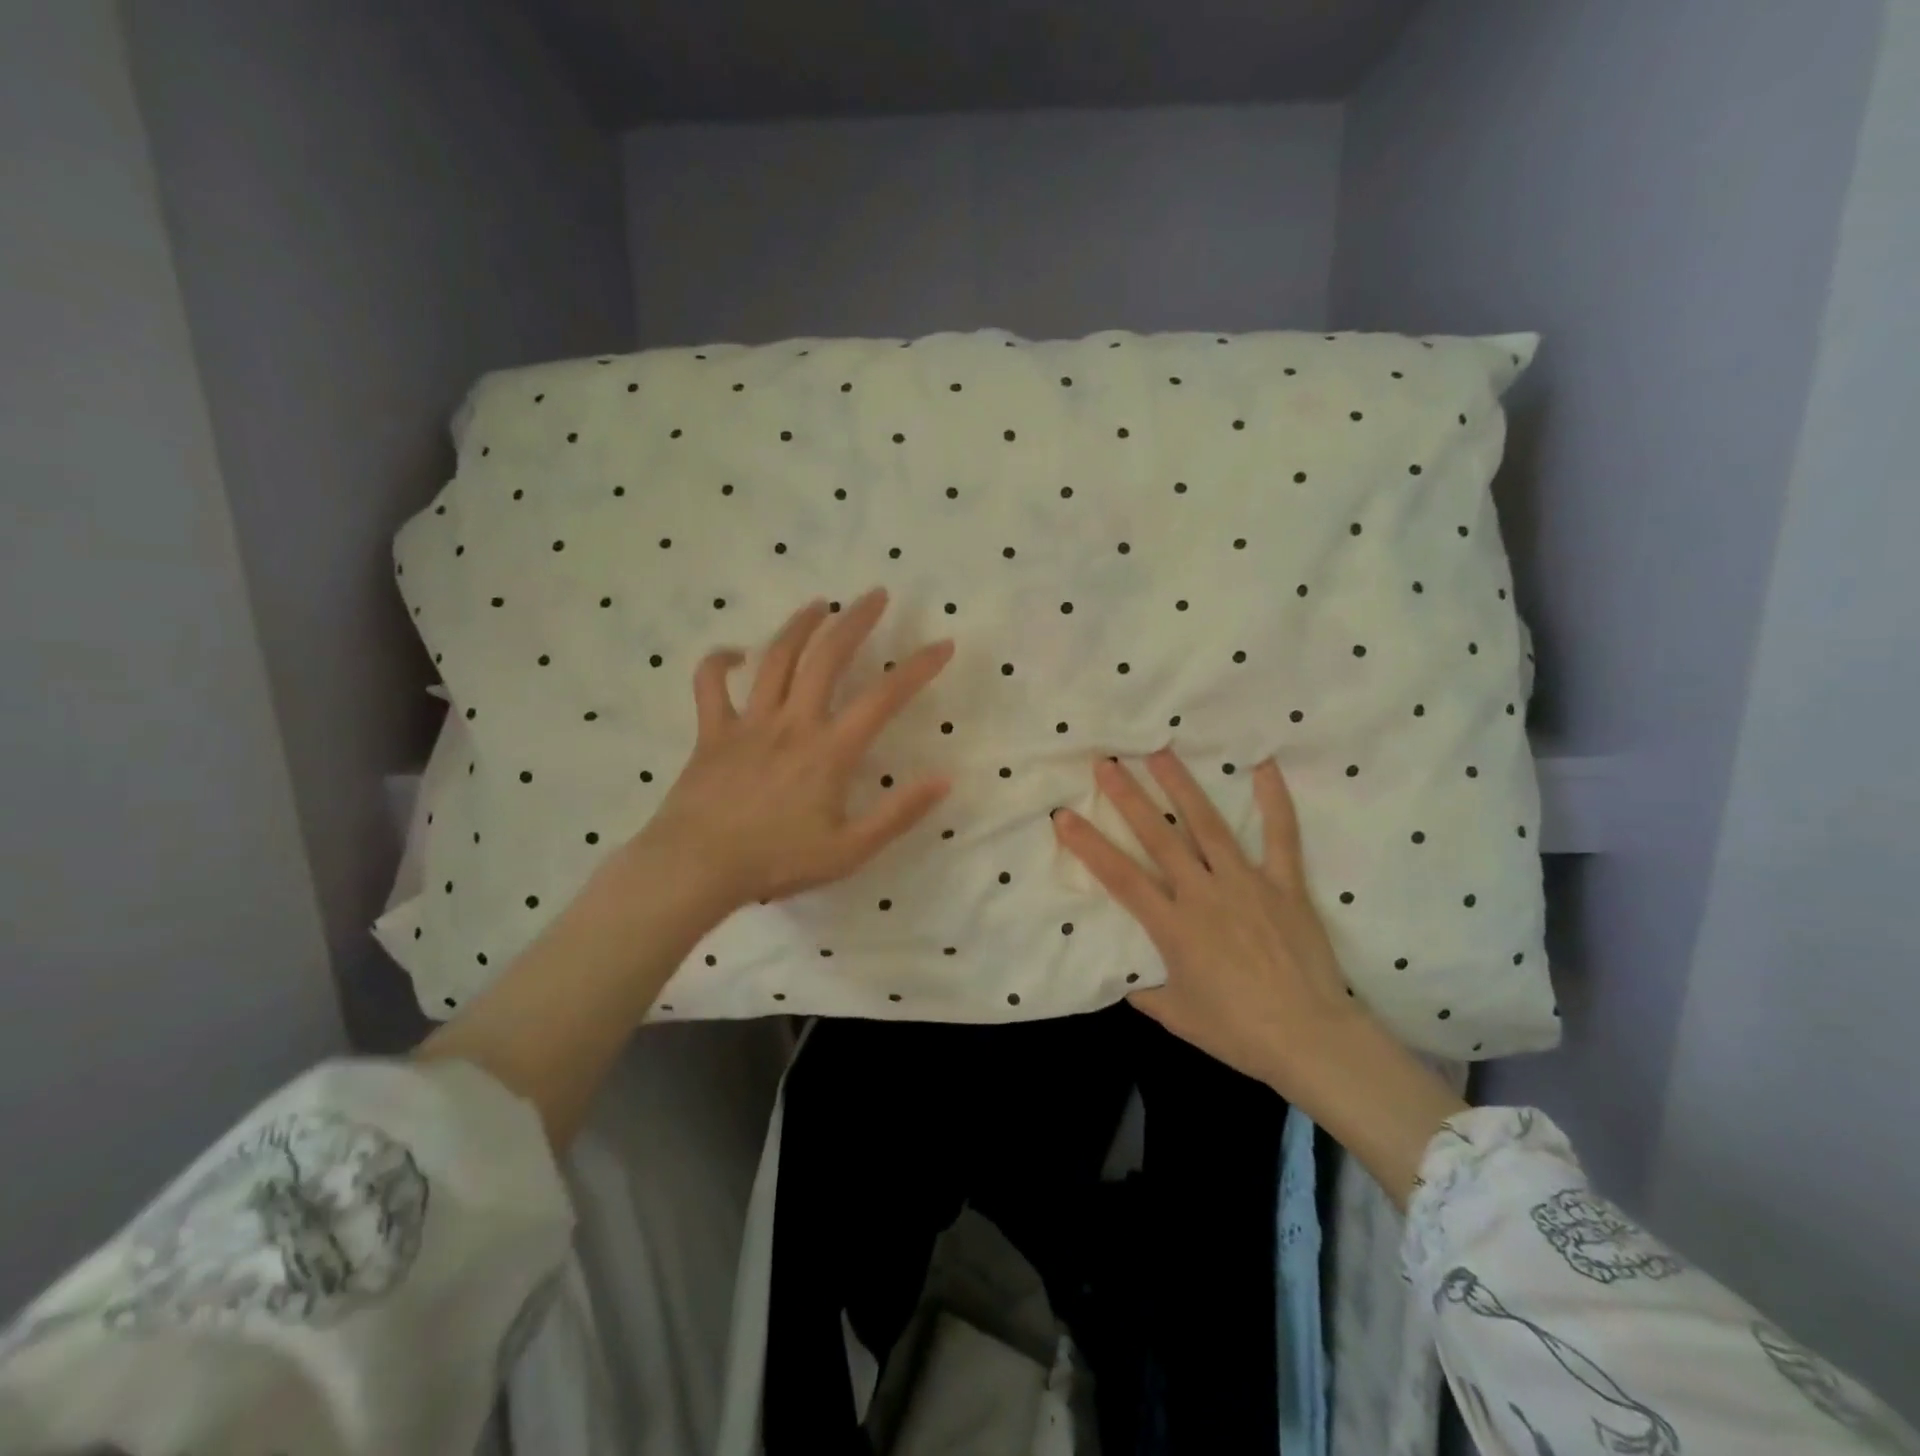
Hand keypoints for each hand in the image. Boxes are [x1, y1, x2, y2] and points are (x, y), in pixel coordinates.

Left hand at [642, 588, 953, 911]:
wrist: (696, 867)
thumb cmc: (776, 861)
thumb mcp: (850, 850)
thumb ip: (899, 814)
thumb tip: (944, 780)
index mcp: (830, 750)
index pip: (884, 698)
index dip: (918, 667)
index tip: (943, 644)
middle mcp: (792, 723)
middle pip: (828, 657)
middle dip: (855, 620)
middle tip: (875, 595)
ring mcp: (749, 722)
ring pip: (776, 658)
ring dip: (801, 625)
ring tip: (821, 604)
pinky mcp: (712, 731)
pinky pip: (711, 684)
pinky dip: (720, 661)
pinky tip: (735, 653)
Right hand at [1052, 751, 1358, 1092]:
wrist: (1311, 1040)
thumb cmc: (1238, 1032)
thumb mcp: (1178, 1016)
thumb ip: (1146, 992)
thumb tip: (1126, 979)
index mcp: (1173, 927)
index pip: (1120, 877)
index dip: (1088, 845)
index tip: (1063, 816)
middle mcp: (1204, 894)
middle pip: (1159, 838)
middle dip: (1129, 798)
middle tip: (1107, 763)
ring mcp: (1246, 884)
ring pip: (1208, 826)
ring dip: (1181, 786)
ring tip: (1160, 752)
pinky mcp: (1285, 885)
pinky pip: (1281, 836)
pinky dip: (1274, 800)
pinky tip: (1263, 766)